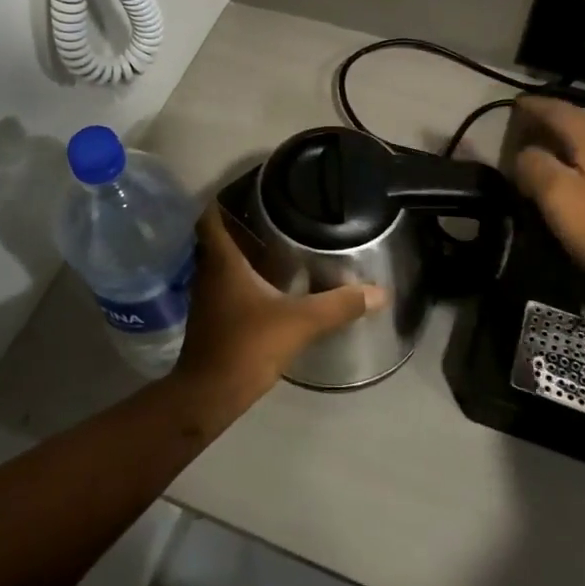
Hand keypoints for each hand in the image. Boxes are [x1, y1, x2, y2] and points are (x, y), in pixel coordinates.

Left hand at [172, 204, 386, 410]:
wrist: (209, 395)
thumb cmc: (247, 346)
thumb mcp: (299, 322)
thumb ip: (338, 305)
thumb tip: (379, 292)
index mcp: (222, 262)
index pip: (210, 218)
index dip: (222, 200)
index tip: (246, 190)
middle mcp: (208, 274)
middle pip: (215, 239)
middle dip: (237, 225)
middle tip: (269, 215)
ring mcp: (205, 299)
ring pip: (218, 264)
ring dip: (239, 253)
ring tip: (272, 245)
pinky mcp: (209, 321)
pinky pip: (223, 287)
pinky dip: (239, 279)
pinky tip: (265, 287)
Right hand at [511, 97, 584, 268]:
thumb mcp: (555, 192)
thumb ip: (534, 164)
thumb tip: (524, 153)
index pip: (562, 111)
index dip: (536, 105)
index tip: (513, 103)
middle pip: (579, 120)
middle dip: (552, 113)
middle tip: (526, 115)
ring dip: (562, 132)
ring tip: (538, 136)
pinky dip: (570, 151)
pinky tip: (560, 163)